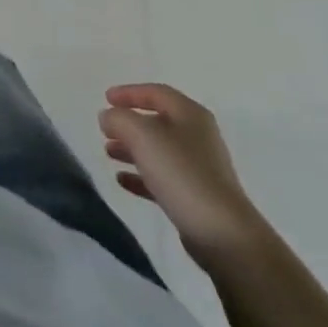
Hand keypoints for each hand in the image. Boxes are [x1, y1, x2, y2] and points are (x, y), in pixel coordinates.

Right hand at [100, 82, 265, 267]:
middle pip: (157, 121)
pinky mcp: (196, 196)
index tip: (105, 98)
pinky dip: (141, 176)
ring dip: (132, 149)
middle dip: (128, 124)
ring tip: (108, 153)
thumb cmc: (181, 173)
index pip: (156, 92)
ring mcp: (199, 168)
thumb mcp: (142, 135)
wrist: (222, 233)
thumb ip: (119, 119)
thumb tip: (108, 117)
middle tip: (105, 129)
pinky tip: (122, 180)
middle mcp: (197, 136)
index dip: (129, 92)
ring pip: (158, 151)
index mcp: (190, 114)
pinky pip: (162, 178)